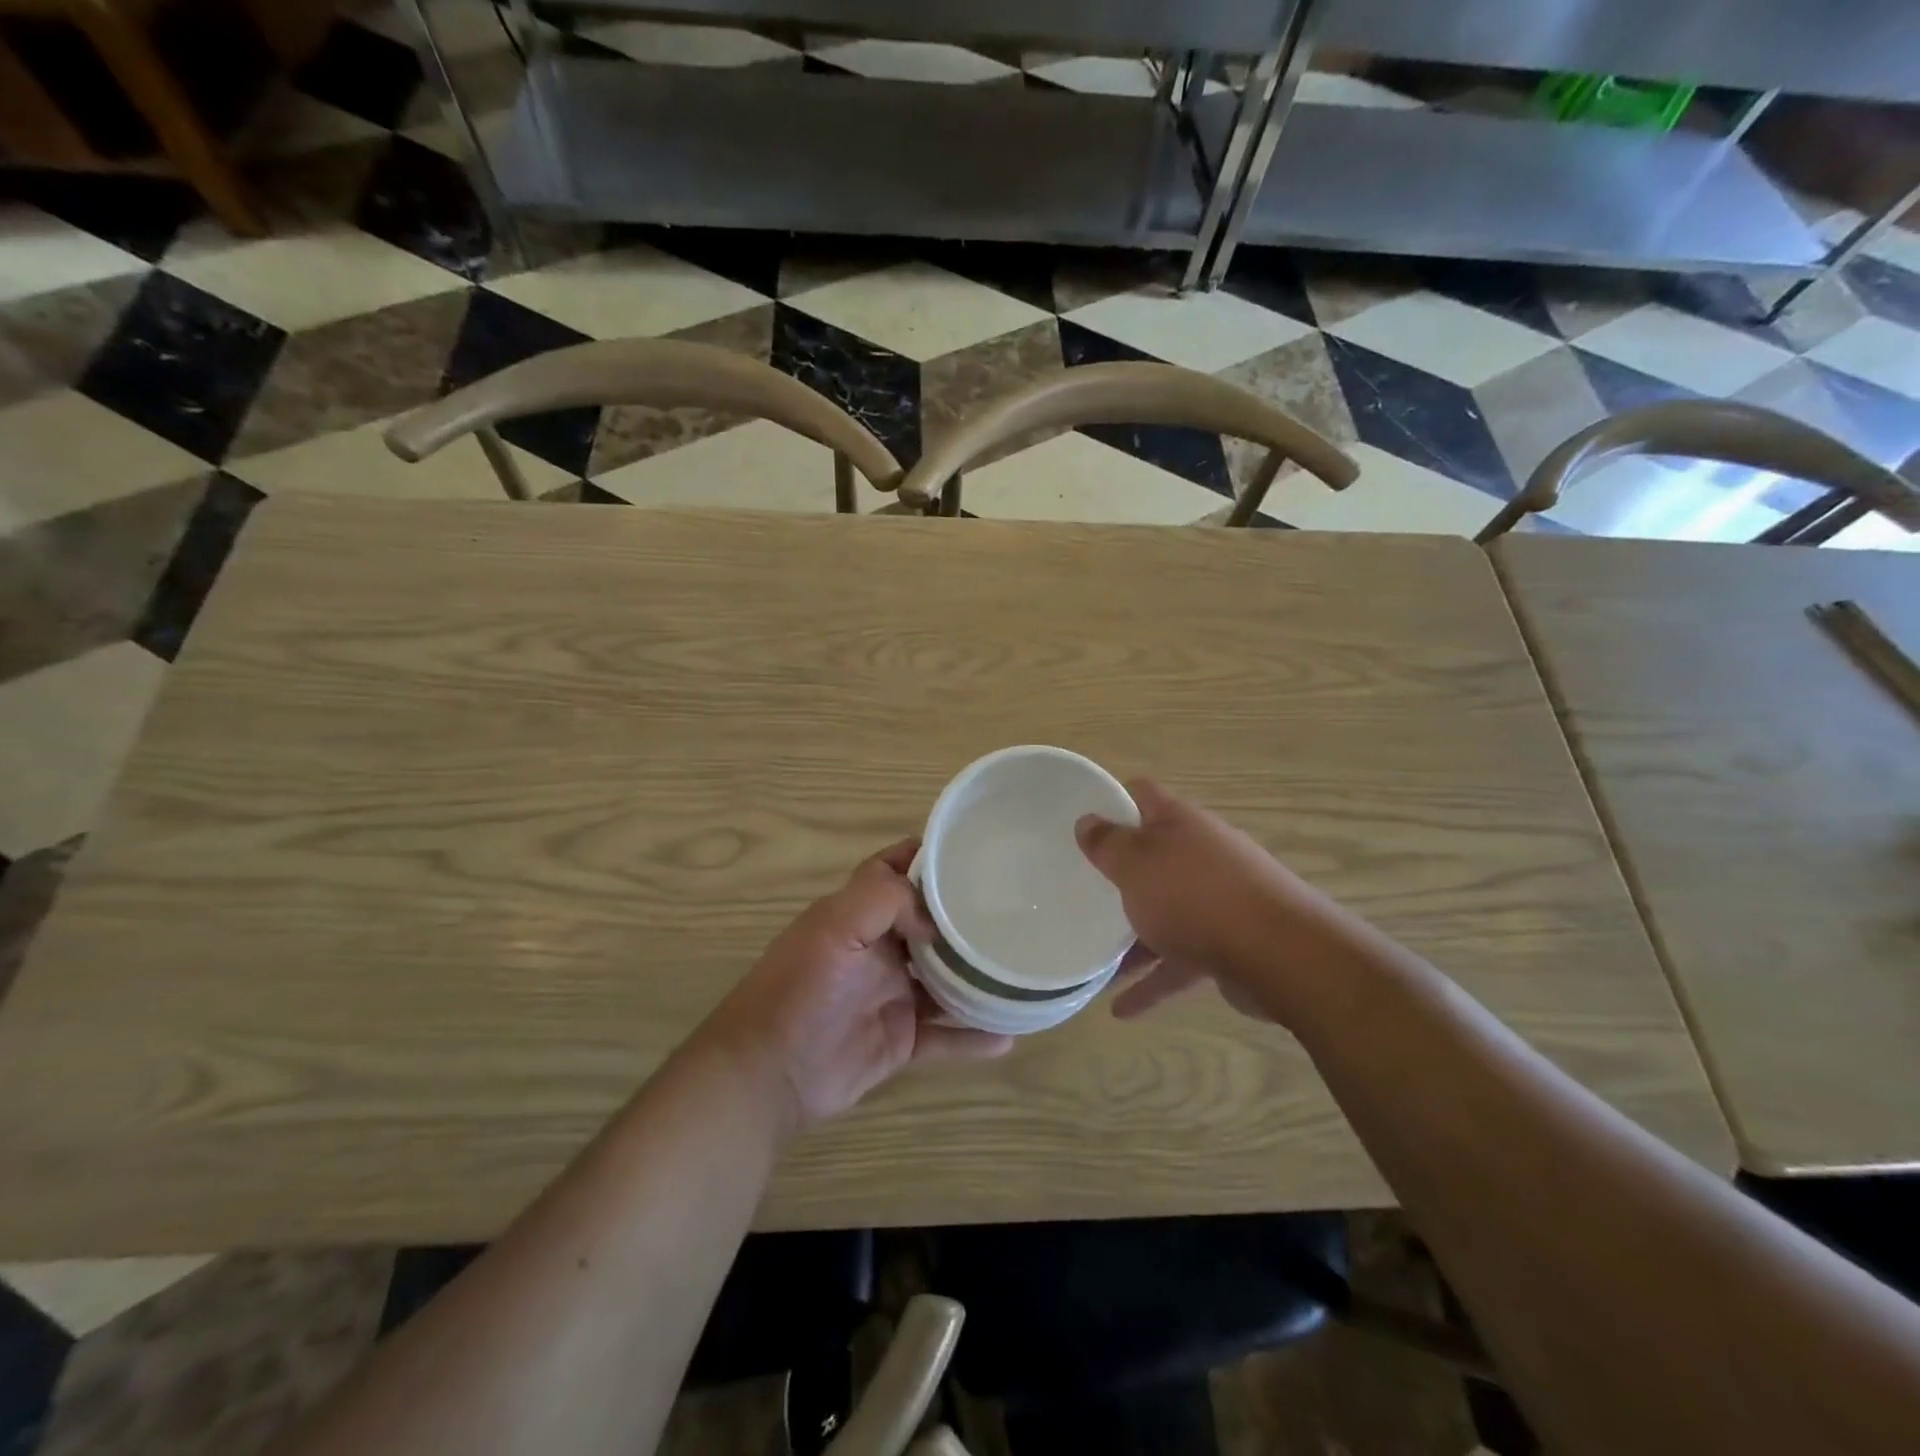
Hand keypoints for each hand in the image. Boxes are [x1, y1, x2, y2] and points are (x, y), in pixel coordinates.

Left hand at [707, 841, 1011, 1130]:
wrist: (769, 1074)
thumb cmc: (799, 988)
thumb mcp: (834, 926)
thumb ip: (885, 901)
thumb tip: (935, 920)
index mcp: (858, 914)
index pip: (895, 870)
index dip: (928, 858)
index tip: (973, 852)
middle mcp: (879, 949)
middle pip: (930, 924)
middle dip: (965, 917)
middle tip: (1016, 910)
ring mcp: (892, 995)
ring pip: (946, 980)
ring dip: (978, 977)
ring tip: (1022, 970)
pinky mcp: (900, 1040)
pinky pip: (946, 1037)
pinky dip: (974, 1037)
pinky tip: (1010, 1035)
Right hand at [1076, 779, 1307, 1022]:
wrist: (1280, 954)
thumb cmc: (1195, 896)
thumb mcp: (1136, 864)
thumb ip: (1108, 844)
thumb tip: (1087, 820)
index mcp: (1179, 822)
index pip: (1141, 794)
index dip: (1111, 800)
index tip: (1080, 819)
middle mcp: (1201, 853)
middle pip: (1152, 856)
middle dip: (1119, 873)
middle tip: (1079, 889)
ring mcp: (1218, 899)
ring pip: (1164, 912)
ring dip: (1131, 937)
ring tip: (1094, 961)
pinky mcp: (1228, 943)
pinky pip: (1179, 959)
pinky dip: (1153, 981)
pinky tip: (1121, 1010)